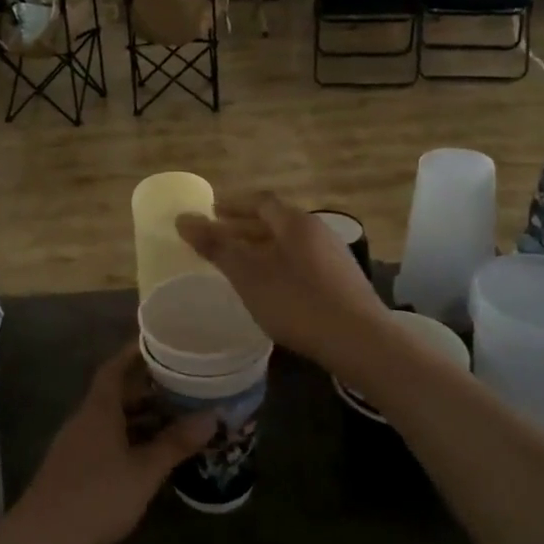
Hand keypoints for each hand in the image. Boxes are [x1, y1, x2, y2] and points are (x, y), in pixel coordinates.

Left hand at [5, 343, 215, 543]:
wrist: (41, 537)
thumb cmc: (96, 496)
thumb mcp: (144, 471)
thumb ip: (175, 443)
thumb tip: (212, 416)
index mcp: (99, 408)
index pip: (116, 367)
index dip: (135, 353)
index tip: (159, 344)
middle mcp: (86, 418)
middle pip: (116, 392)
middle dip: (147, 386)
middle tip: (181, 383)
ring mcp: (77, 443)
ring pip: (112, 418)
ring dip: (140, 415)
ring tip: (175, 416)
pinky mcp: (75, 466)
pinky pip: (107, 438)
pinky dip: (130, 437)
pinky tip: (150, 453)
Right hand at [176, 192, 389, 369]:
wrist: (360, 342)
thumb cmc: (297, 302)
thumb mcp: (248, 274)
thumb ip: (216, 245)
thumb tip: (183, 218)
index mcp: (295, 222)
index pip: (260, 201)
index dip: (233, 205)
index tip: (211, 212)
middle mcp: (318, 231)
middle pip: (275, 221)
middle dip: (244, 228)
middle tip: (218, 239)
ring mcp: (334, 257)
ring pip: (289, 244)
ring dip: (261, 248)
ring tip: (239, 265)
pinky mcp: (342, 282)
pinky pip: (302, 263)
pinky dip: (278, 266)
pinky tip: (270, 288)